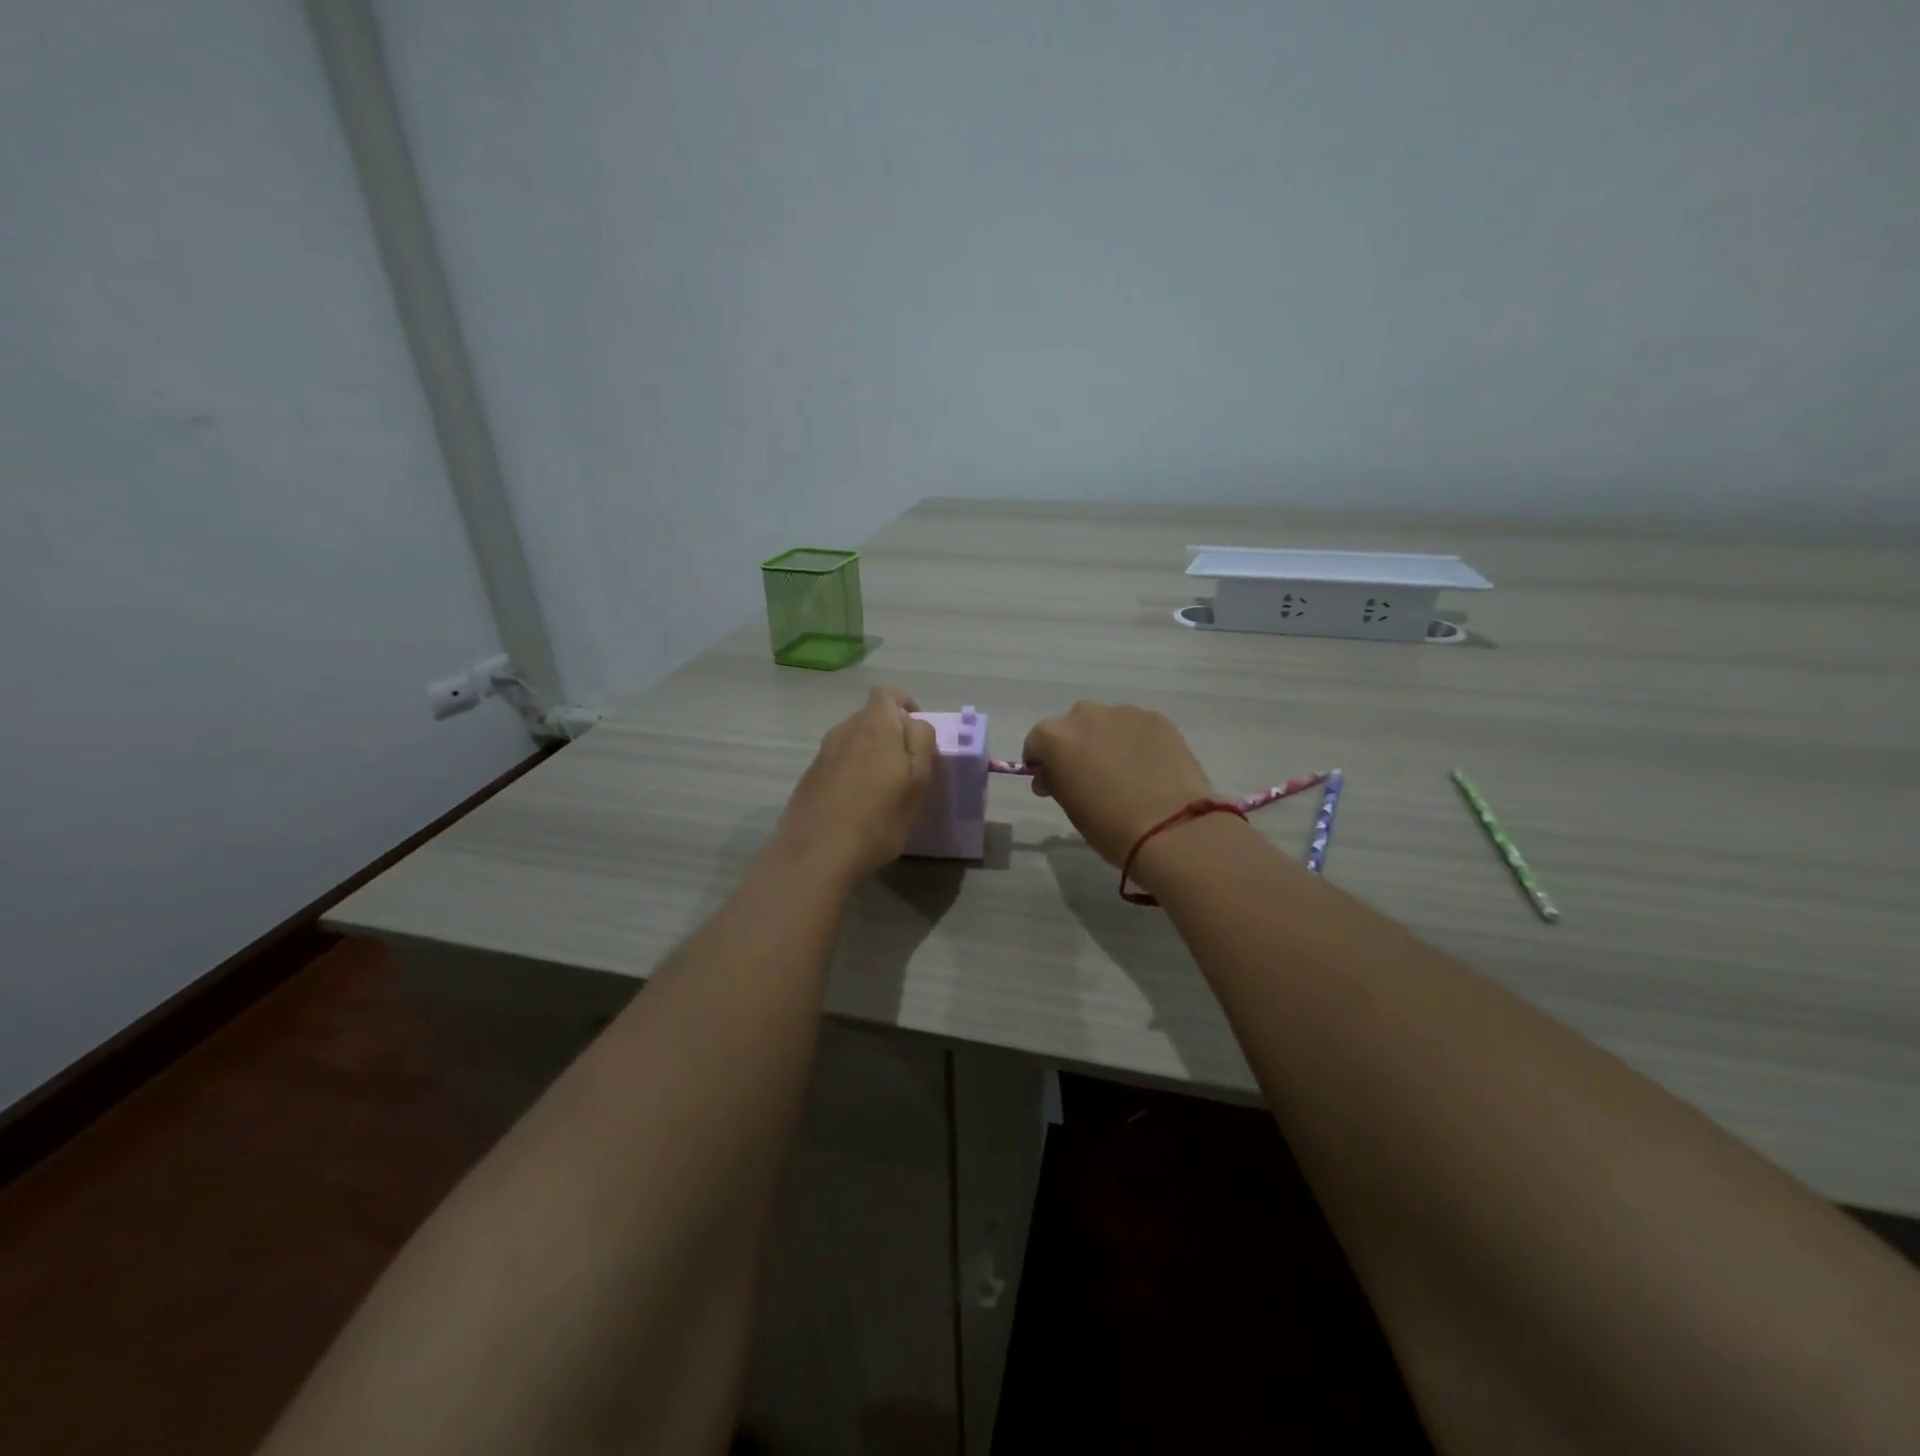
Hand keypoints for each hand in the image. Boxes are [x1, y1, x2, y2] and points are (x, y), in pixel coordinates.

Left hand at [773, 686, 936, 884]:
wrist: (816, 854)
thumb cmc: (878, 819)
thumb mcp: (918, 782)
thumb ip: (921, 743)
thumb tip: (914, 723)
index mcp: (874, 726)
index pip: (888, 694)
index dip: (906, 706)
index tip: (918, 733)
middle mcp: (844, 730)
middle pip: (871, 717)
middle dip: (891, 733)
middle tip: (906, 767)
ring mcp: (822, 753)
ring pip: (854, 740)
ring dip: (870, 754)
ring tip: (882, 789)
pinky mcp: (809, 777)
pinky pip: (838, 762)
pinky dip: (851, 773)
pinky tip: (857, 804)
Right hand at [1022, 701, 1215, 865]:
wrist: (1171, 827)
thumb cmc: (1109, 825)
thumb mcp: (1069, 806)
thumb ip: (1055, 781)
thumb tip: (1051, 774)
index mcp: (1056, 738)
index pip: (1036, 742)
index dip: (1041, 761)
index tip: (1050, 781)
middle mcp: (1086, 716)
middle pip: (1073, 725)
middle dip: (1076, 745)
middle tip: (1090, 775)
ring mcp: (1124, 713)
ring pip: (1107, 722)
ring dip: (1108, 740)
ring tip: (1125, 770)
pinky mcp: (1157, 719)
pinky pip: (1137, 727)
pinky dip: (1137, 741)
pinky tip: (1150, 767)